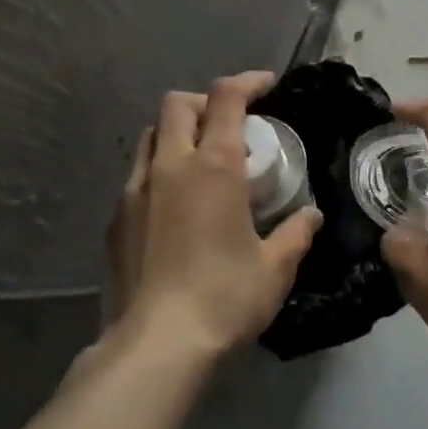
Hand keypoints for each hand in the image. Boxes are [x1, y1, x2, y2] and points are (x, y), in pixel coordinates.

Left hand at [105, 71, 321, 357]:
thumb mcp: (275, 268)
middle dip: (206, 102)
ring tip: (201, 162)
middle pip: (178, 104)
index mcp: (213, 167)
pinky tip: (175, 207)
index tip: (266, 88)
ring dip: (178, 133)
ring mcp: (135, 191)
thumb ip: (297, 233)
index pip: (226, 98)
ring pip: (151, 136)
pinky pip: (138, 176)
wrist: (156, 345)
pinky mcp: (115, 219)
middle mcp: (170, 166)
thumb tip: (312, 216)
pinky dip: (160, 172)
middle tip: (231, 124)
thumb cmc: (224, 298)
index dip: (247, 82)